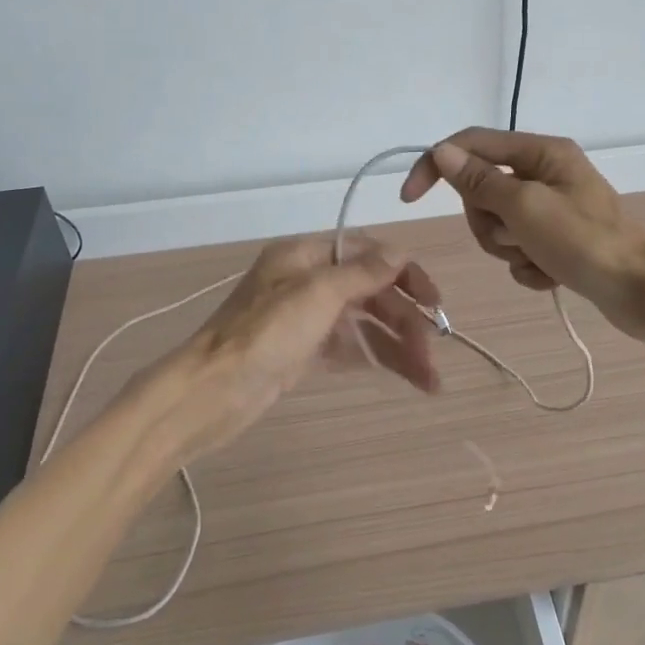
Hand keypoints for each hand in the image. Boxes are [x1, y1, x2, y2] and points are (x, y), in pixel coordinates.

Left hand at [165, 235, 442, 459]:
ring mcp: (307, 319)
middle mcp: (308, 282)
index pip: (366, 252)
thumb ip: (361, 273)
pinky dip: (378, 359)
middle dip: (405, 321)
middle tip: (433, 352)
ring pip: (365, 325)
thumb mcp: (316, 294)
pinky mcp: (305, 353)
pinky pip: (351, 349)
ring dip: (399, 347)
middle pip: (370, 293)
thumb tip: (399, 252)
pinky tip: (408, 377)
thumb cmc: (264, 333)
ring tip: (431, 380)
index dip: (404, 273)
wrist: (210, 393)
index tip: (434, 299)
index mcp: (305, 256)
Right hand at [400, 128, 644, 342]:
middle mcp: (545, 173)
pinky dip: (528, 266)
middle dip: (488, 221)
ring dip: (509, 248)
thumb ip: (480, 179)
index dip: (436, 165)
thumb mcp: (524, 207)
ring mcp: (552, 209)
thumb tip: (442, 151)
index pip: (471, 145)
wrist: (641, 292)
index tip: (410, 198)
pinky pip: (519, 250)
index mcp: (541, 152)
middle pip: (482, 190)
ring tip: (538, 259)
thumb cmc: (584, 242)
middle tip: (514, 237)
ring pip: (497, 224)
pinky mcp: (558, 241)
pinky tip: (552, 276)